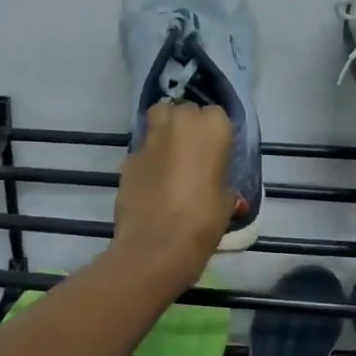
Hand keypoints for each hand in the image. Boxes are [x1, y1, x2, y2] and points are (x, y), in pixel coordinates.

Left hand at [111, 101, 237, 289]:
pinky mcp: (128, 157)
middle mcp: (181, 122)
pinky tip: (152, 181)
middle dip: (188, 125)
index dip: (215, 133)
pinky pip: (142, 148)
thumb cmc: (203, 222)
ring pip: (159, 117)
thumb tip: (221, 188)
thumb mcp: (226, 204)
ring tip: (171, 155)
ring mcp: (150, 138)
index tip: (216, 153)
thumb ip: (223, 186)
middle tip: (193, 153)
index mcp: (213, 128)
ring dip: (165, 129)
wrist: (156, 245)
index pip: (216, 114)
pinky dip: (148, 157)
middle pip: (185, 111)